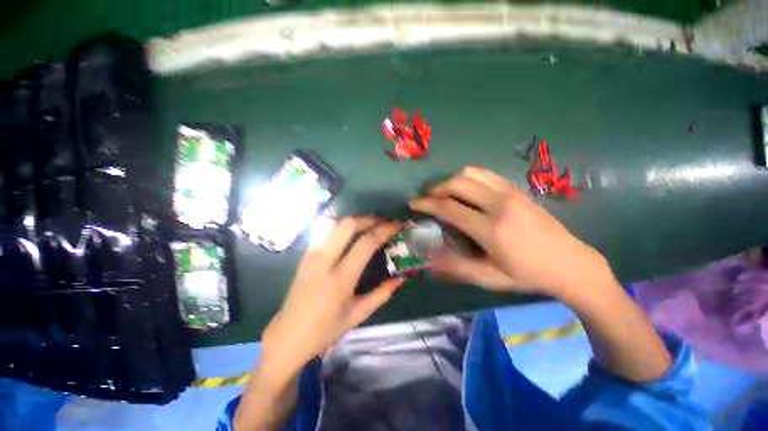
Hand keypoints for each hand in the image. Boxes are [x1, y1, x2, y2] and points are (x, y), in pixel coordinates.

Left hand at [261, 217, 403, 370]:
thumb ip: (382, 294)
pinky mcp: (305, 255)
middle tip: (383, 222)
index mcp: (341, 279)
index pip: (365, 244)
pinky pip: (322, 230)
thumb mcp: (358, 314)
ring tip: (367, 225)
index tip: (396, 225)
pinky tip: (347, 233)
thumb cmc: (326, 329)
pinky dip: (339, 225)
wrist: (288, 335)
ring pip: (332, 222)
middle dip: (368, 219)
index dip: (384, 230)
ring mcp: (311, 255)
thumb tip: (401, 278)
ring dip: (353, 220)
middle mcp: (324, 261)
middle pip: (347, 225)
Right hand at [410, 166, 610, 298]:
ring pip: (471, 173)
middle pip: (457, 183)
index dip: (427, 204)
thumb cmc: (528, 275)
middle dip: (436, 188)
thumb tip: (428, 259)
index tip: (413, 204)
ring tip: (444, 193)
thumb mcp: (490, 278)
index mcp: (491, 229)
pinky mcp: (518, 189)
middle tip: (427, 198)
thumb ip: (456, 267)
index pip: (449, 208)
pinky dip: (469, 178)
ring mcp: (511, 193)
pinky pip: (486, 174)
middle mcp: (499, 204)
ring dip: (451, 181)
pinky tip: (466, 190)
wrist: (571, 264)